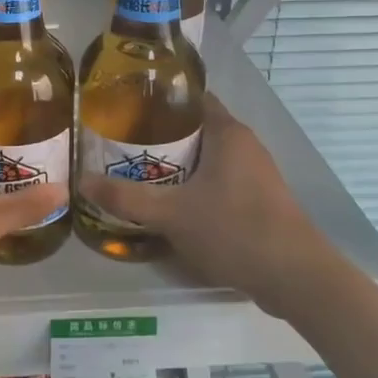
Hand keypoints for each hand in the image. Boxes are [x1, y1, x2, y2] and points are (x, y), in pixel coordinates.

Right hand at [79, 92, 331, 316]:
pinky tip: (170, 205)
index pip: (191, 98)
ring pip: (206, 159)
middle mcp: (244, 146)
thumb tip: (81, 181)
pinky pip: (218, 182)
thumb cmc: (235, 230)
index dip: (159, 100)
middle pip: (195, 129)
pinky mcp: (258, 202)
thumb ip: (126, 197)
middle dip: (159, 136)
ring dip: (176, 165)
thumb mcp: (172, 214)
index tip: (125, 108)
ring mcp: (255, 175)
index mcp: (228, 133)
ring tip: (136, 173)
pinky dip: (194, 187)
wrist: (296, 278)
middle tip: (120, 145)